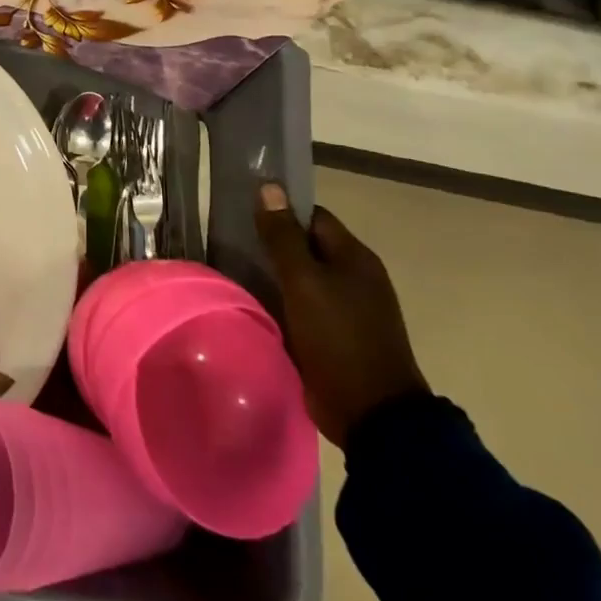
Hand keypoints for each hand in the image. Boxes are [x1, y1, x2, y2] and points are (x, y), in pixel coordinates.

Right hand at [256, 184, 426, 448]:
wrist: (370, 412)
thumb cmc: (338, 337)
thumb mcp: (304, 281)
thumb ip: (283, 236)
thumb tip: (269, 188)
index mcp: (355, 257)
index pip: (312, 217)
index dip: (280, 211)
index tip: (243, 214)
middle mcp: (354, 278)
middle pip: (305, 247)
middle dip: (270, 243)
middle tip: (229, 242)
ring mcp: (346, 309)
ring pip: (300, 278)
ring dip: (271, 274)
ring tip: (231, 270)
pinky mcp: (333, 335)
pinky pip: (300, 305)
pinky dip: (278, 301)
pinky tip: (251, 302)